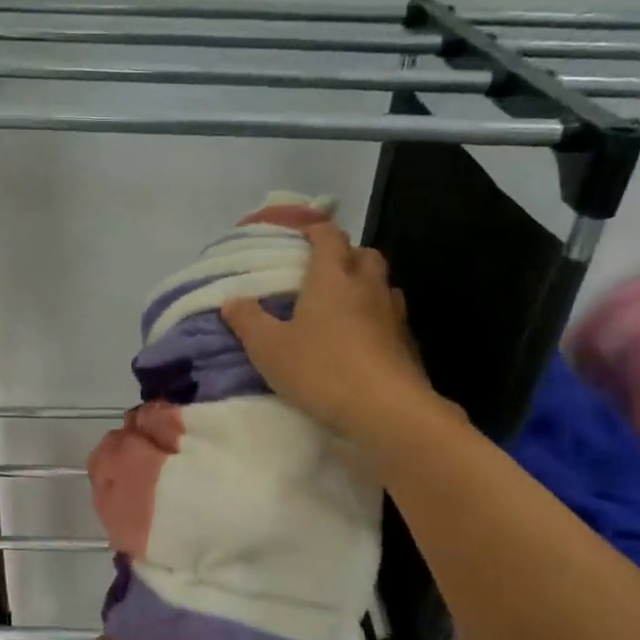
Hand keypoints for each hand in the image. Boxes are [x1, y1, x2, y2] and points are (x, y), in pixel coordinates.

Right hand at [222, 221, 436, 439]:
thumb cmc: (321, 369)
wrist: (386, 410)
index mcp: (332, 278)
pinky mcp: (407, 345)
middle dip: (346, 255)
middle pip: (364, 254)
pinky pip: (391, 319)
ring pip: (382, 285)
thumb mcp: (269, 348)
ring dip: (365, 287)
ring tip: (343, 306)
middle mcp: (367, 287)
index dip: (315, 229)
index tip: (302, 233)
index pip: (328, 237)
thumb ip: (248, 321)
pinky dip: (377, 320)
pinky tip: (362, 341)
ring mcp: (393, 315)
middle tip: (324, 271)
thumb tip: (232, 300)